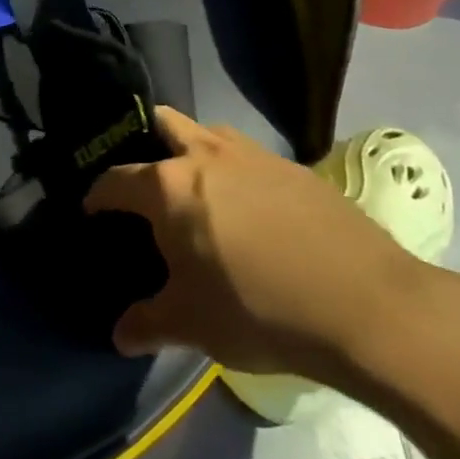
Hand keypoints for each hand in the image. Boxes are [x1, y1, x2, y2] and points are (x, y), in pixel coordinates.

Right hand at [84, 107, 427, 381]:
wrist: (367, 306)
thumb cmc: (259, 309)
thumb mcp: (192, 325)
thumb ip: (147, 323)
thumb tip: (118, 335)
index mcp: (168, 187)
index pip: (114, 180)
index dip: (97, 196)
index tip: (92, 212)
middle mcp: (206, 156)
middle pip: (162, 123)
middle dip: (144, 140)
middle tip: (146, 182)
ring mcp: (254, 156)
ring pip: (209, 134)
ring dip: (194, 151)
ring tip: (198, 192)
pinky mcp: (296, 169)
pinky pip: (250, 158)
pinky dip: (237, 172)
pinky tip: (252, 211)